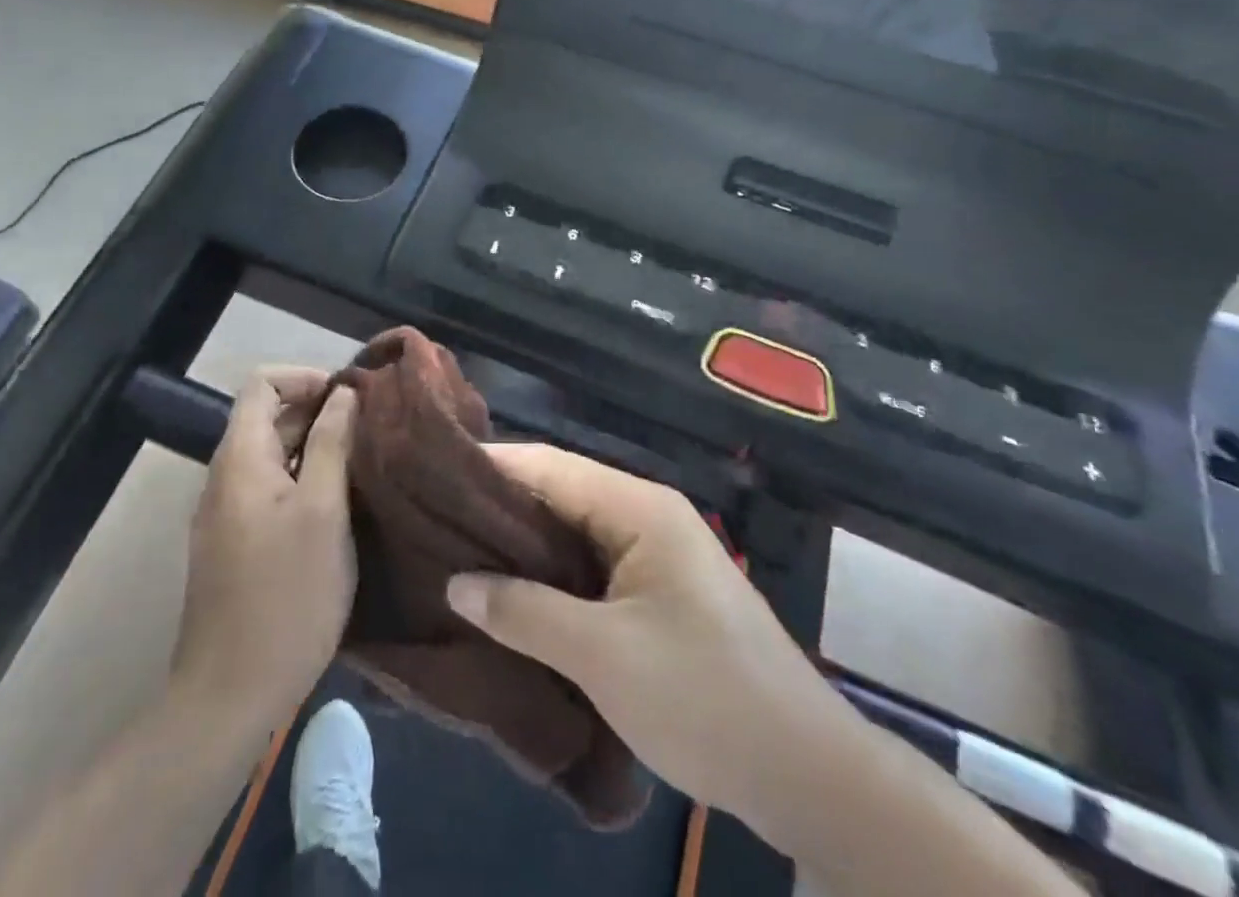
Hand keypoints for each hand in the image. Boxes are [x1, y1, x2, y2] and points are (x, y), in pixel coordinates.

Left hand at [171, 367, 357, 730]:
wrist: (230, 695)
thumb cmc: (286, 595)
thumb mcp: (323, 511)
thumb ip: (332, 444)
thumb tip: (343, 394)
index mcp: (240, 459)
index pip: (262, 383)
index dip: (305, 378)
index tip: (348, 398)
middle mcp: (225, 476)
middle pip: (267, 418)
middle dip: (316, 412)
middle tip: (368, 430)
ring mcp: (225, 513)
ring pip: (271, 456)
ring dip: (313, 448)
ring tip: (361, 463)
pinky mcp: (233, 543)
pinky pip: (267, 489)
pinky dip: (301, 480)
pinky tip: (337, 505)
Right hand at [445, 444, 848, 839]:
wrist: (806, 772)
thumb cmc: (704, 697)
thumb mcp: (603, 656)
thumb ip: (525, 613)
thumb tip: (456, 583)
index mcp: (639, 507)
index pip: (549, 467)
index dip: (491, 467)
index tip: (432, 474)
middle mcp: (646, 515)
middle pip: (560, 494)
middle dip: (500, 506)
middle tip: (435, 518)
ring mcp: (655, 553)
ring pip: (573, 532)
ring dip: (523, 543)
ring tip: (459, 550)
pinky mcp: (658, 591)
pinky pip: (591, 565)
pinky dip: (551, 573)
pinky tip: (513, 591)